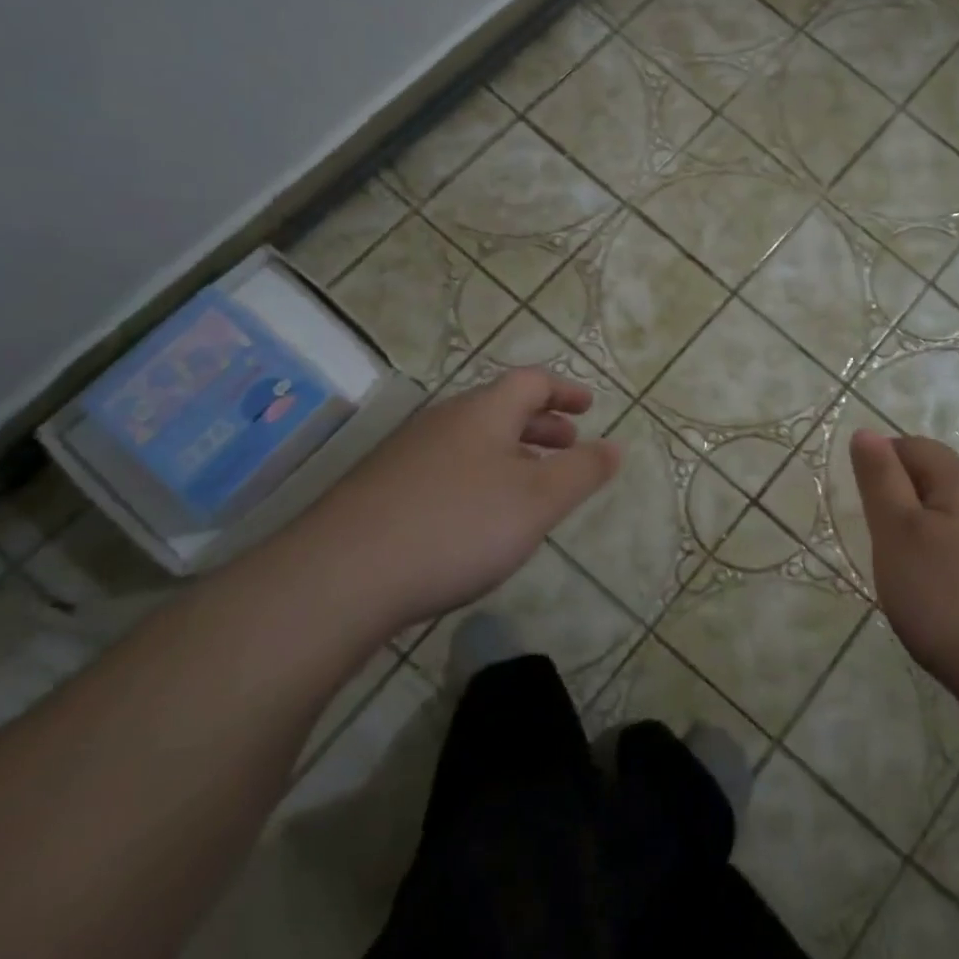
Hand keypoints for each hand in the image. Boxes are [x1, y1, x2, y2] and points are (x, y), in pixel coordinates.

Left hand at [284, 369, 619, 631]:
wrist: (342, 576)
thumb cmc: (458, 526)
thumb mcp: (539, 500)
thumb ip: (583, 471)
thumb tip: (616, 446)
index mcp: (483, 412)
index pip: (531, 382)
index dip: (564, 390)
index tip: (588, 407)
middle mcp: (443, 422)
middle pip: (500, 409)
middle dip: (541, 424)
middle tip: (568, 444)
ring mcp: (406, 455)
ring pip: (472, 441)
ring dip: (510, 453)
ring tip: (530, 485)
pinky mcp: (381, 491)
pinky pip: (446, 468)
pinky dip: (479, 477)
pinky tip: (478, 519)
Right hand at [849, 429, 958, 699]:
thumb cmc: (949, 600)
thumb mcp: (898, 535)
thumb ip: (881, 480)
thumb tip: (867, 432)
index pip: (917, 448)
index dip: (884, 459)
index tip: (864, 498)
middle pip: (944, 481)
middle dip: (908, 499)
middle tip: (882, 542)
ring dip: (935, 532)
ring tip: (914, 575)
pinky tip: (953, 601)